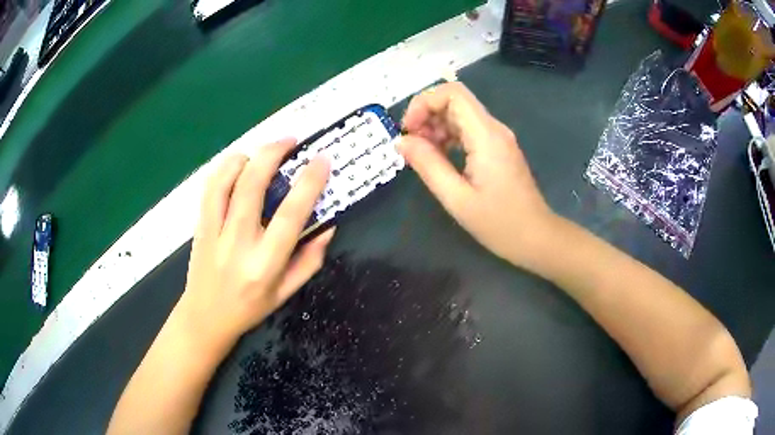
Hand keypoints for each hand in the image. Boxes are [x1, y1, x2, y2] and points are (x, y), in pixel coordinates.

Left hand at [176, 139, 334, 350]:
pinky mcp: (200, 225)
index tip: (321, 160)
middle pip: (252, 185)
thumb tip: (328, 225)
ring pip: (225, 180)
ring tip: (263, 152)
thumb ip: (310, 259)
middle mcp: (238, 243)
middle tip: (290, 141)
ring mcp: (214, 232)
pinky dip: (225, 168)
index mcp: (265, 264)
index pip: (290, 215)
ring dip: (246, 156)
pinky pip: (210, 187)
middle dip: (273, 153)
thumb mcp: (286, 292)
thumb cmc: (250, 307)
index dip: (308, 182)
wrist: (205, 317)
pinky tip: (238, 164)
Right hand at [398, 82, 554, 265]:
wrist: (535, 238)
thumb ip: (428, 165)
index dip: (424, 102)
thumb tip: (401, 141)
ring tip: (422, 154)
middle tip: (411, 145)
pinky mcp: (498, 148)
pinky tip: (439, 158)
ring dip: (436, 126)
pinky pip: (469, 130)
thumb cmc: (499, 224)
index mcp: (486, 136)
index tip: (408, 130)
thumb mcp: (456, 198)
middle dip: (427, 115)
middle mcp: (494, 129)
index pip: (453, 93)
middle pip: (455, 101)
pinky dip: (448, 137)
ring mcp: (498, 138)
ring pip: (460, 114)